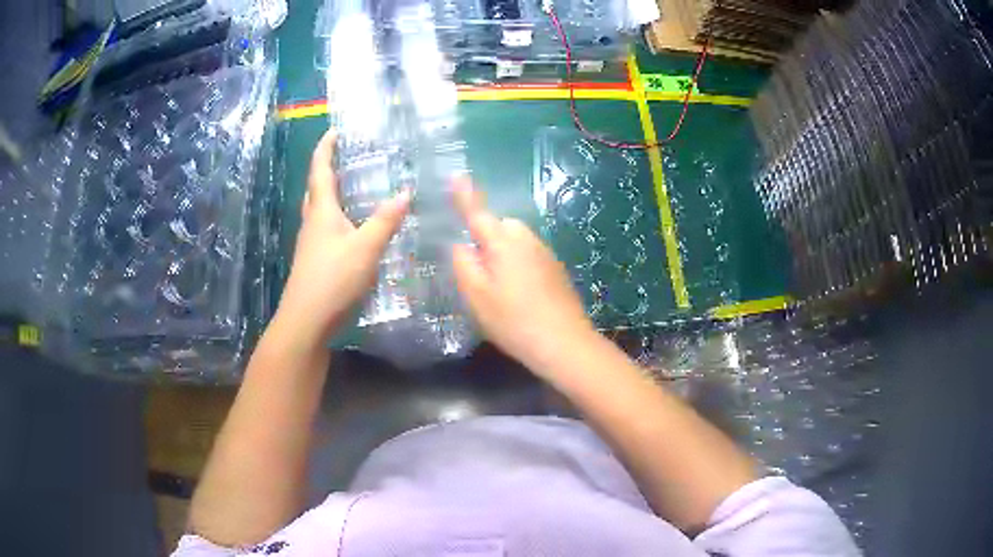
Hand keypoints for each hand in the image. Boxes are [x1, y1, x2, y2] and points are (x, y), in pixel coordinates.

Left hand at [275, 130, 409, 346]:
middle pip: (316, 189)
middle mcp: (312, 223)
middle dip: (327, 170)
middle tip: (346, 158)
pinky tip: (353, 229)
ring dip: (331, 194)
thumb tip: (405, 193)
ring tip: (353, 188)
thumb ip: (385, 221)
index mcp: (321, 211)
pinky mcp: (315, 261)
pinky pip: (326, 229)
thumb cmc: (333, 279)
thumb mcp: (365, 248)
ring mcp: (311, 244)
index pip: (320, 170)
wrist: (306, 321)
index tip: (334, 131)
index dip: (325, 149)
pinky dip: (337, 218)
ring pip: (319, 210)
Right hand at [451, 178, 597, 374]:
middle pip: (502, 226)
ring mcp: (546, 254)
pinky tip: (519, 294)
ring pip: (517, 242)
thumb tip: (461, 244)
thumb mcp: (477, 296)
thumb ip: (464, 264)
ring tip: (499, 289)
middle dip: (488, 237)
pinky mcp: (557, 269)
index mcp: (504, 243)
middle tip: (479, 271)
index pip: (479, 213)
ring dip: (504, 253)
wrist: (564, 343)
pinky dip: (519, 265)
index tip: (457, 175)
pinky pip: (530, 255)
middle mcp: (527, 240)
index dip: (466, 195)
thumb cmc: (513, 320)